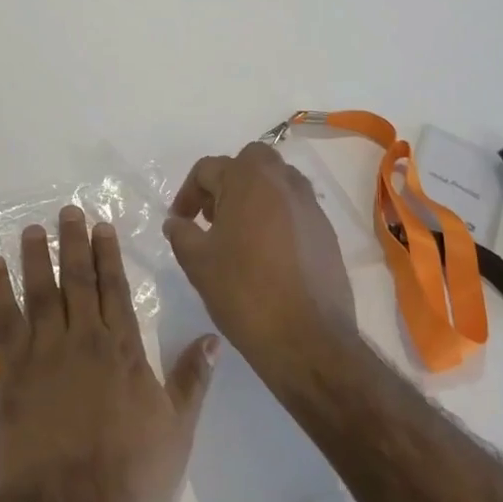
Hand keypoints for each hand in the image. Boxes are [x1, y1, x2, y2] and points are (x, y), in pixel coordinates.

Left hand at [0, 207, 216, 501]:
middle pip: (78, 281)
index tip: (101, 226)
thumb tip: (213, 338)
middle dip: (74, 243)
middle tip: (67, 211)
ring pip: (40, 291)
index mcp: (123, 350)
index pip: (115, 289)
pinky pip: (3, 321)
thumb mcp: (176, 431)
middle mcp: (83, 339)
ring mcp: (44, 353)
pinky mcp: (12, 372)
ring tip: (32, 229)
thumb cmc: (128, 477)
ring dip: (36, 257)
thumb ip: (192, 380)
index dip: (108, 255)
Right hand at [164, 141, 356, 370]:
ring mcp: (310, 205)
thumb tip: (175, 222)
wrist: (308, 340)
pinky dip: (277, 217)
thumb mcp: (197, 262)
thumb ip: (181, 233)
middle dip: (227, 181)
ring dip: (255, 196)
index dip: (188, 194)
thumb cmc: (244, 292)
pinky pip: (295, 209)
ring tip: (239, 234)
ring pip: (276, 182)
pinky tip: (267, 253)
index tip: (180, 222)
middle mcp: (283, 181)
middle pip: (249, 162)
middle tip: (213, 216)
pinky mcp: (327, 232)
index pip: (208, 169)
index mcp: (248, 179)